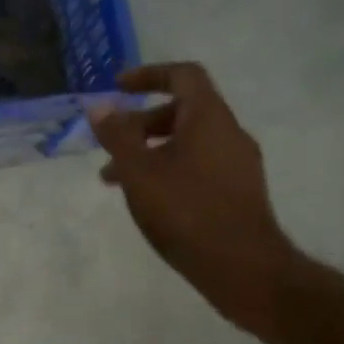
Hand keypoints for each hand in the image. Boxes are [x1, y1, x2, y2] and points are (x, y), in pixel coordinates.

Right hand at [88, 63, 298, 332]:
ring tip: (116, 181)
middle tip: (110, 145)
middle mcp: (230, 133)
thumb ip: (117, 136)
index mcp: (209, 118)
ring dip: (151, 151)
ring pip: (189, 142)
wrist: (243, 268)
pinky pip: (200, 165)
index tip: (118, 88)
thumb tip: (100, 105)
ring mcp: (239, 164)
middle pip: (183, 110)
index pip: (183, 75)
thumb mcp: (139, 172)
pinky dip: (169, 169)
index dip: (149, 75)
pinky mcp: (240, 191)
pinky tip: (149, 199)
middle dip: (141, 123)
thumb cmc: (186, 211)